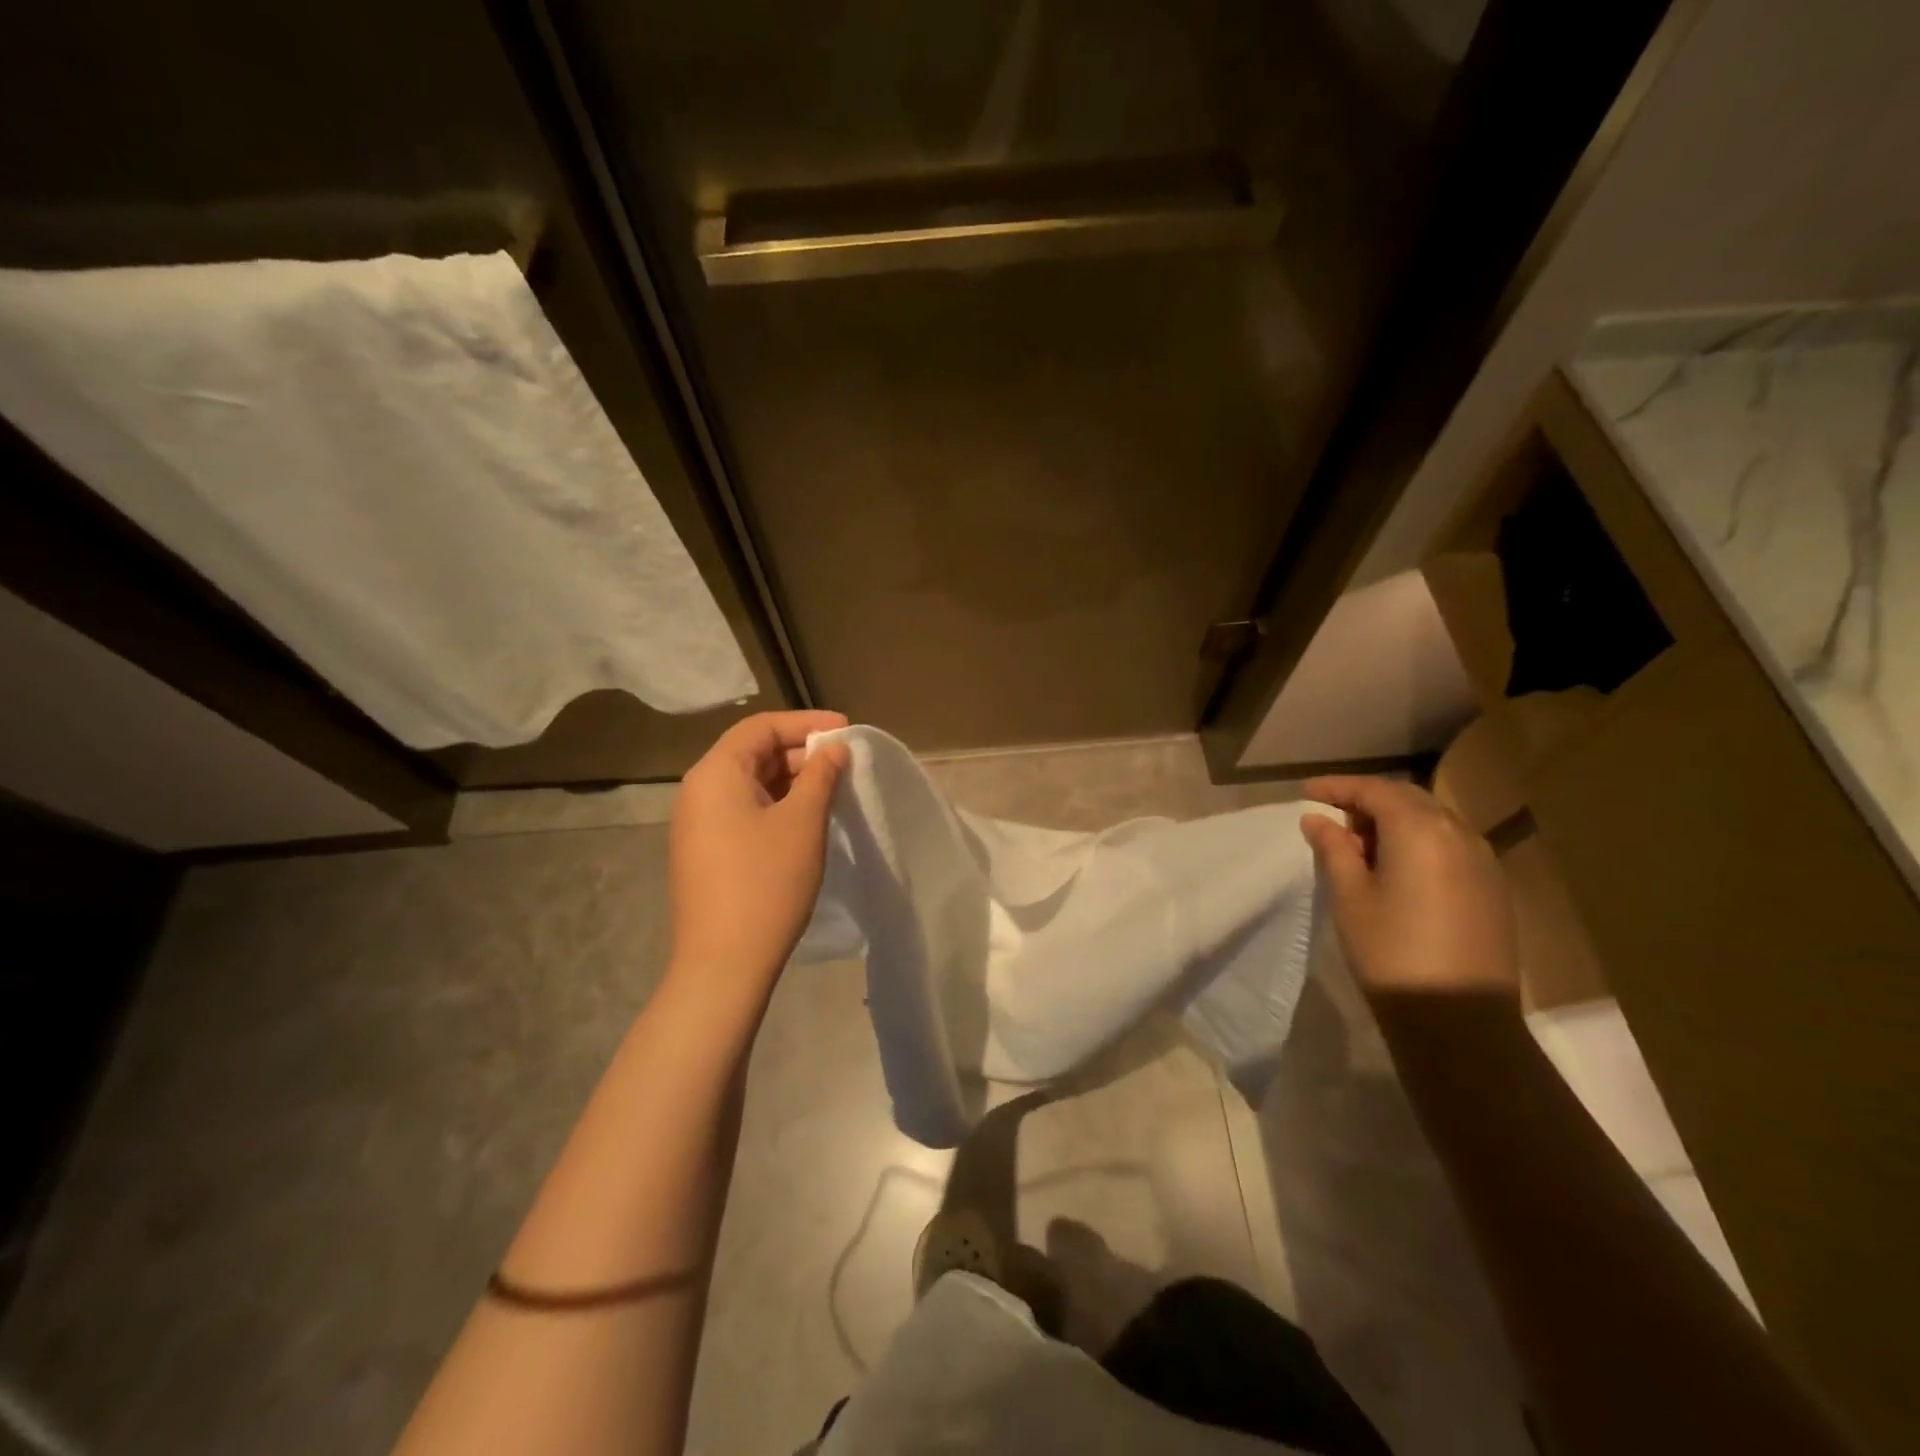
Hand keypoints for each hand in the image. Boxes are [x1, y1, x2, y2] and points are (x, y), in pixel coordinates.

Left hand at [667, 711, 850, 995]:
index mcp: (715, 773)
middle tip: (844, 762)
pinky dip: (776, 805)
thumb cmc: (766, 883)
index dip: (806, 722)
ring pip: (749, 784)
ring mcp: (697, 824)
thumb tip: (833, 749)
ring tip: (832, 789)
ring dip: (790, 780)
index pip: (761, 727)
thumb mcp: (803, 823)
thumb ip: (820, 776)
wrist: (723, 964)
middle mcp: (698, 791)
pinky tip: (805, 819)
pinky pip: (742, 810)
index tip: (846, 728)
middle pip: (752, 752)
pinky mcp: (704, 851)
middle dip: (800, 752)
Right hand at [1300, 776, 1519, 1001]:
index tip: (1307, 793)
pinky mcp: (1493, 888)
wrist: (1460, 1019)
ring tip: (1361, 846)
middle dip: (1367, 801)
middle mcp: (1458, 834)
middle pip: (1408, 799)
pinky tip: (1398, 869)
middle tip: (1332, 819)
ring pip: (1433, 820)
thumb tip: (1317, 819)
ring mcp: (1483, 861)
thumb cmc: (1391, 952)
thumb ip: (1334, 849)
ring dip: (1395, 821)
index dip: (1337, 787)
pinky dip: (1419, 842)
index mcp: (1420, 831)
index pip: (1374, 790)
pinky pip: (1451, 845)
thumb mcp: (1350, 896)